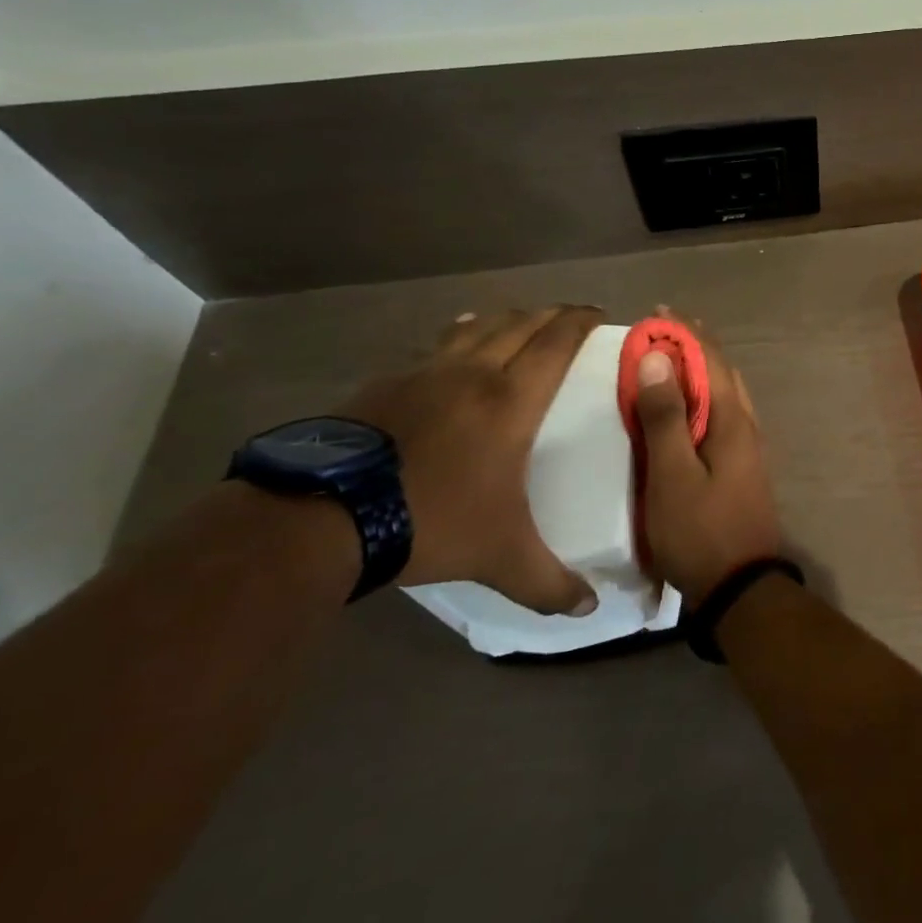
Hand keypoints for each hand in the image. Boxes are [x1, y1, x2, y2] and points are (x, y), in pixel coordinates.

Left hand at [341, 306, 602, 614]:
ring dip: (505, 319)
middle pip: (520, 324)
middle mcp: (473, 374)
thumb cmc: (431, 522)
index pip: (556, 343)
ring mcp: (425, 373)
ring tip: (518, 321)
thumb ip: (549, 583)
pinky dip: (458, 335)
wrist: (323, 517)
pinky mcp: (385, 383)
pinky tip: (454, 344)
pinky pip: (435, 346)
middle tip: (569, 317)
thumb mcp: (500, 558)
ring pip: (477, 327)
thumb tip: (590, 609)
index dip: (580, 322)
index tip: (598, 313)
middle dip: (550, 314)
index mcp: (510, 401)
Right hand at [633, 319, 781, 604]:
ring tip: (671, 361)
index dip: (685, 334)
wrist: (741, 587)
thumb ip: (666, 417)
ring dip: (700, 371)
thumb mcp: (672, 474)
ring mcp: (747, 447)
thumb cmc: (700, 530)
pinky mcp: (741, 466)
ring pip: (725, 393)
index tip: (659, 312)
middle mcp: (746, 425)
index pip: (709, 361)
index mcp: (732, 420)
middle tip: (662, 331)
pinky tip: (687, 409)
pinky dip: (703, 397)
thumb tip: (659, 357)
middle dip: (695, 346)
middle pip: (721, 372)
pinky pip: (722, 415)